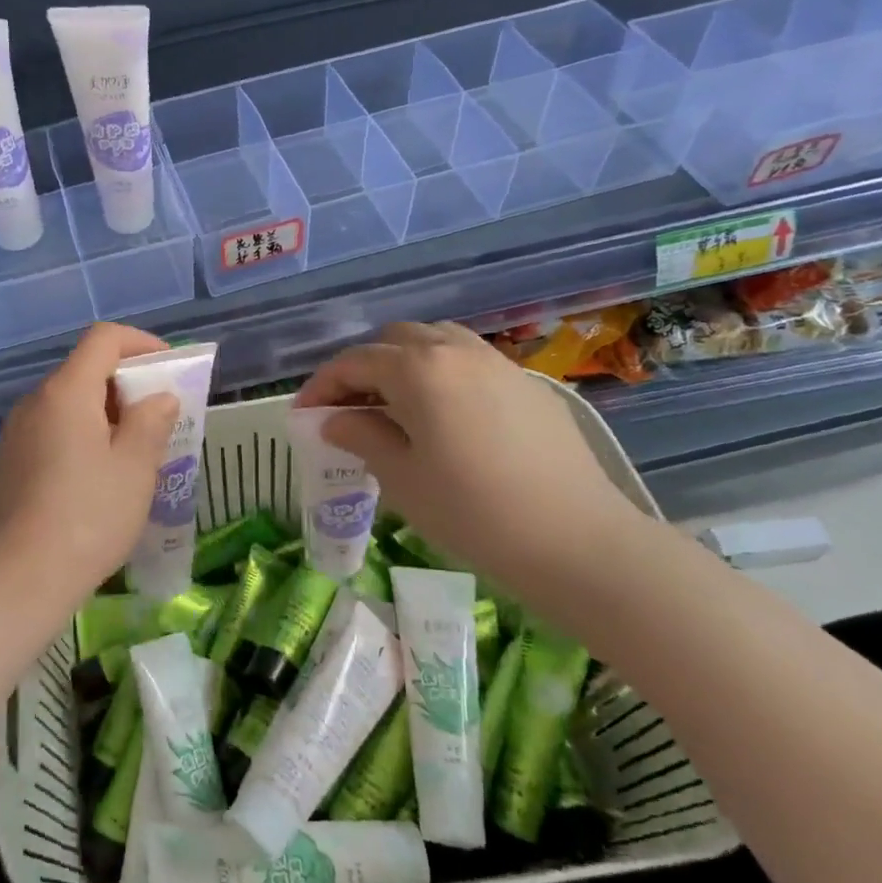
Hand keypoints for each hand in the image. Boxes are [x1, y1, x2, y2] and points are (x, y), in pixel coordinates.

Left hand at [0, 323, 179, 597]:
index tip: (169, 369)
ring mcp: (15, 434)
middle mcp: (34, 402)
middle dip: (126, 384)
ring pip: (67, 404)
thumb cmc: (89, 516)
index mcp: (65, 392)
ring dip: (104, 413)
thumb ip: (151, 422)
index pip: (103, 339)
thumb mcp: (135, 467)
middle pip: (84, 370)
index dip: (141, 343)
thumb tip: (158, 398)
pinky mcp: (8, 464)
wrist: (21, 578)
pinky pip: (51, 431)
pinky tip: (96, 478)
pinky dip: (80, 436)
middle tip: (159, 417)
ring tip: (133, 451)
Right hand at [296, 321, 655, 628]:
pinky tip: (446, 417)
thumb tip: (334, 420)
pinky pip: (471, 362)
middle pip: (395, 341)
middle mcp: (456, 350)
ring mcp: (498, 363)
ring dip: (405, 364)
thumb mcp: (401, 478)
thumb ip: (361, 436)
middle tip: (349, 410)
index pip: (354, 362)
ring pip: (437, 342)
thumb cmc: (473, 513)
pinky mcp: (528, 385)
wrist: (577, 542)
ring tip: (395, 406)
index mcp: (418, 369)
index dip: (322, 386)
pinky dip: (443, 375)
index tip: (304, 415)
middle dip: (363, 369)